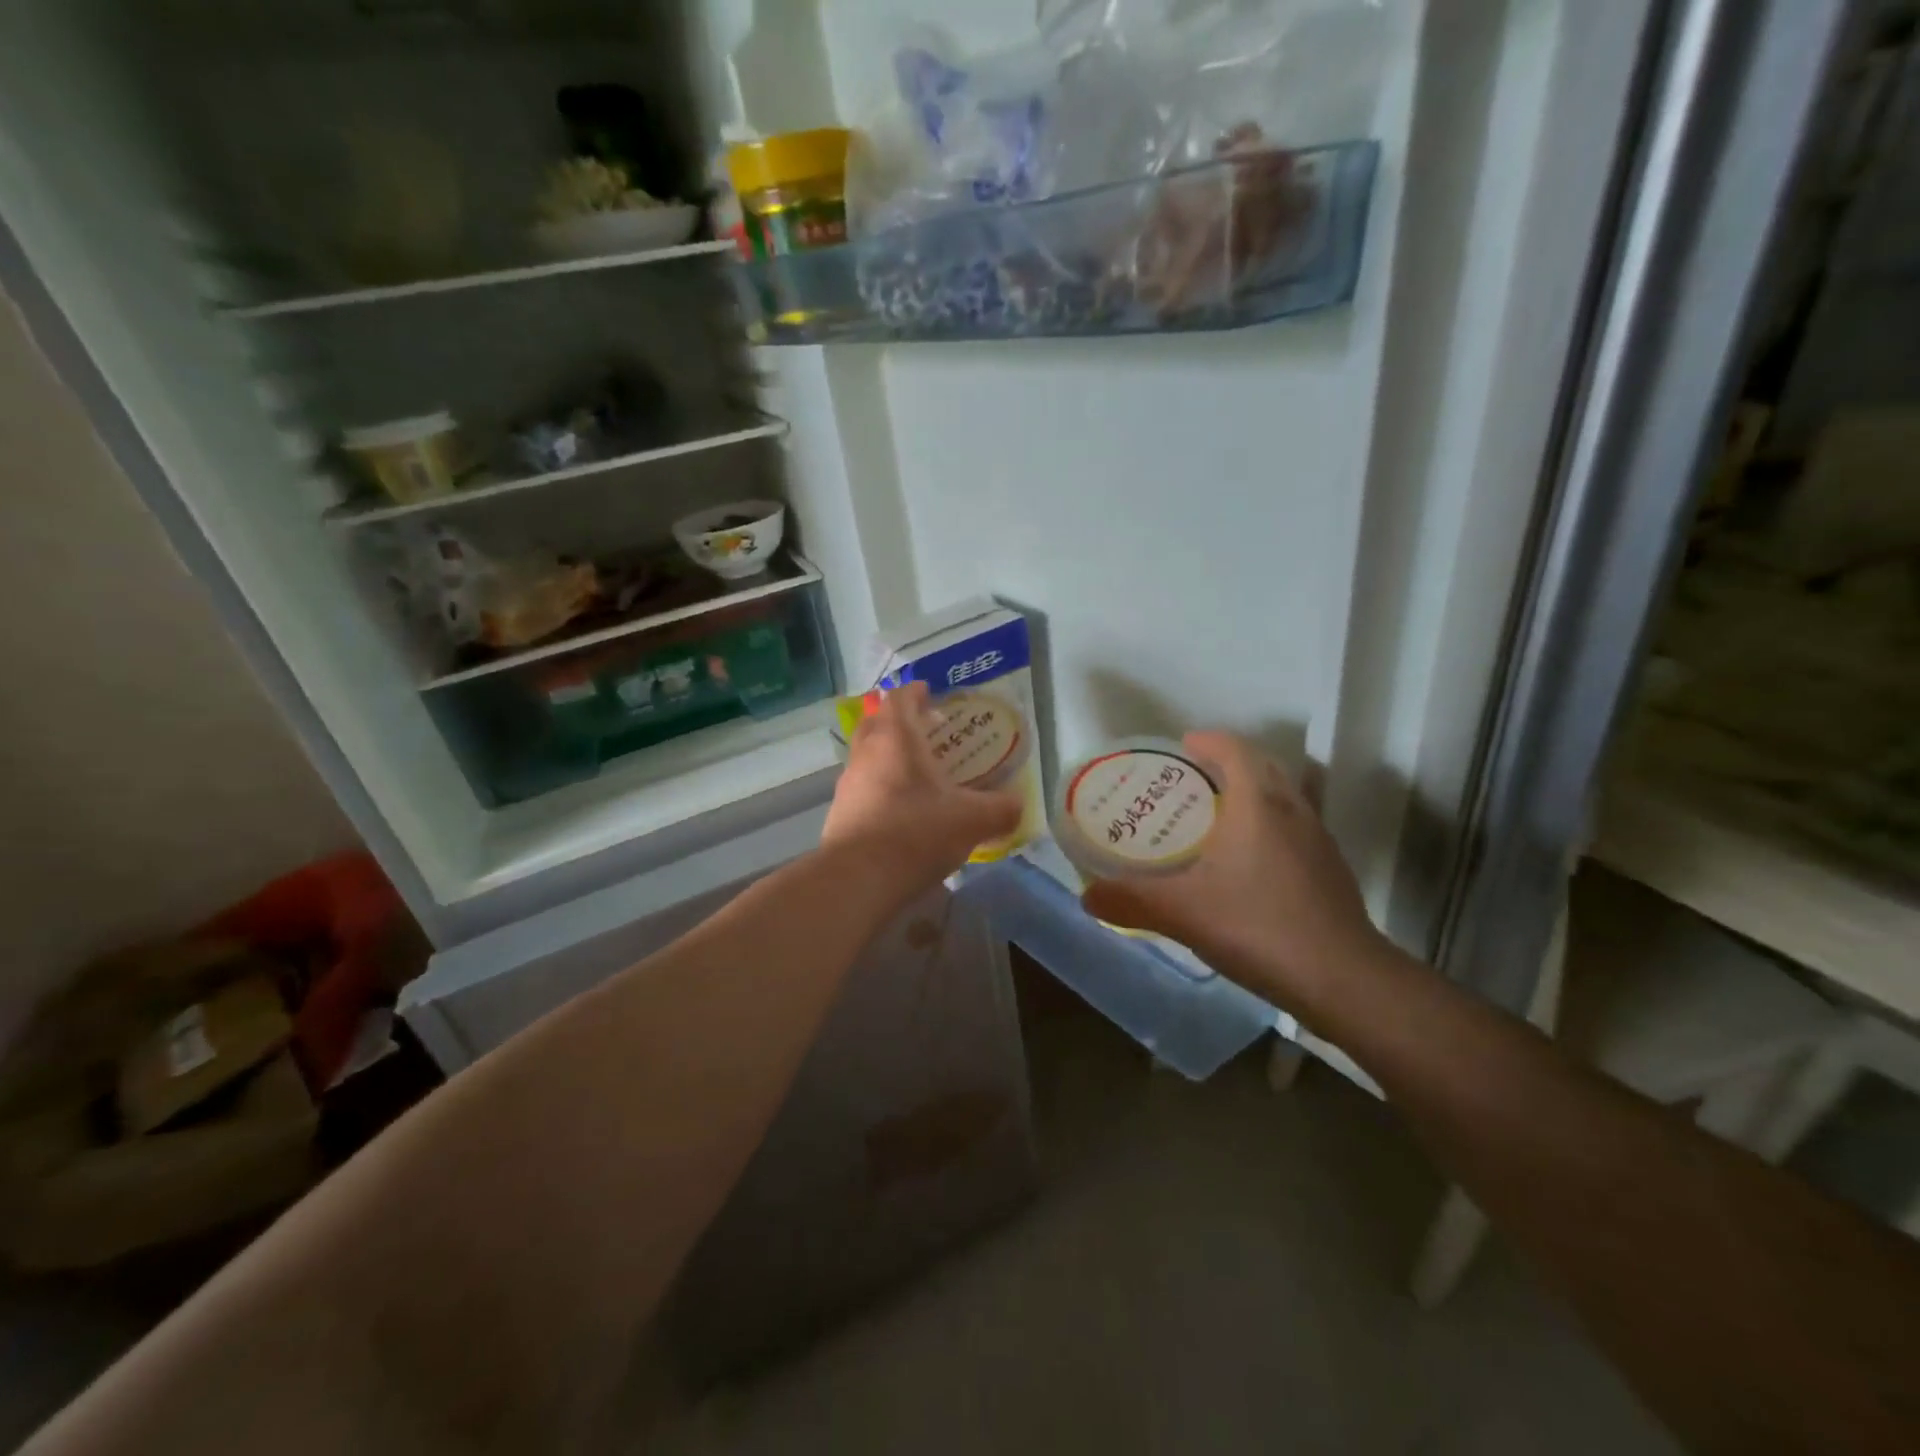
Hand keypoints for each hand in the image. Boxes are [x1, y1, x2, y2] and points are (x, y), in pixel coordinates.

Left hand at [822, 683, 1023, 899]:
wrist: (858, 879)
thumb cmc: (916, 833)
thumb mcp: (972, 821)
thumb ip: (1000, 809)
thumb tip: (1018, 806)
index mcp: (896, 738)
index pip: (900, 698)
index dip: (915, 691)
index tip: (930, 693)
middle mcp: (866, 752)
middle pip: (878, 722)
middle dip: (900, 721)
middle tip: (927, 733)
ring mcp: (848, 783)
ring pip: (868, 756)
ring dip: (888, 757)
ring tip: (918, 776)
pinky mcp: (839, 813)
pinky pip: (862, 788)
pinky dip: (880, 788)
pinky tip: (901, 812)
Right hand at [1080, 731, 1392, 1016]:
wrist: (1343, 980)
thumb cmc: (1258, 927)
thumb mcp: (1182, 913)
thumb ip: (1131, 901)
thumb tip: (1086, 896)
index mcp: (1257, 805)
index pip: (1236, 750)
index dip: (1210, 741)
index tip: (1185, 745)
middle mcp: (1292, 811)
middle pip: (1264, 767)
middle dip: (1231, 763)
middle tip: (1194, 779)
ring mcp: (1318, 841)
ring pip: (1285, 797)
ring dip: (1255, 794)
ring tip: (1219, 816)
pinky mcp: (1331, 871)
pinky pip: (1296, 829)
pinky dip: (1271, 827)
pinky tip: (1250, 863)